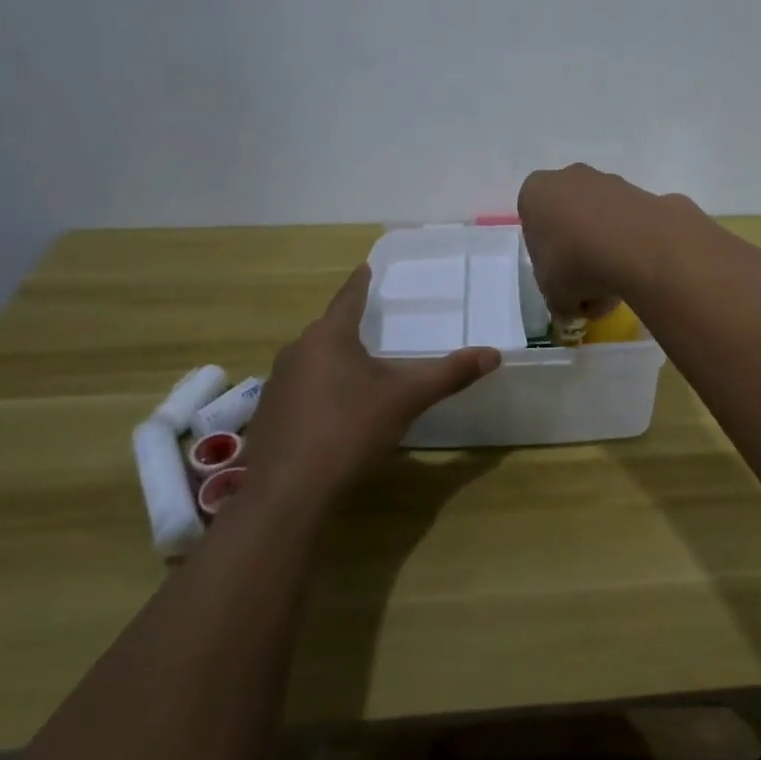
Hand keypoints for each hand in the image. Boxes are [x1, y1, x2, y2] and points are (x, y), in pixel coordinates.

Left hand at [240, 266, 500, 508]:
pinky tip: (331, 413)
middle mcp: (296, 352)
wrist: (288, 492)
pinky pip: (298, 391)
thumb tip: (493, 354)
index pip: (348, 299)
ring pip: (310, 362)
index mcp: (328, 338)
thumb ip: (449, 374)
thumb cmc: (349, 430)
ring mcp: (276, 386)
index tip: (365, 267)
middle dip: (347, 327)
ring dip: (331, 362)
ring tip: (355, 369)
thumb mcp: (406, 399)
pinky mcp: (267, 417)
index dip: (359, 283)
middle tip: (370, 324)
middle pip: (327, 331)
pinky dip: (317, 392)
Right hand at [517, 163, 688, 321]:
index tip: (559, 283)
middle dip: (578, 255)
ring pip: (600, 222)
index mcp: (536, 193)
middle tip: (589, 288)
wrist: (639, 246)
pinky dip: (631, 246)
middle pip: (568, 222)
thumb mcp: (554, 296)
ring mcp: (609, 181)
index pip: (533, 228)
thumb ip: (559, 300)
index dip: (546, 260)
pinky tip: (638, 273)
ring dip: (605, 252)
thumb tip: (573, 305)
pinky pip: (629, 225)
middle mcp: (569, 178)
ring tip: (617, 288)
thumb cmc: (577, 264)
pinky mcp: (643, 192)